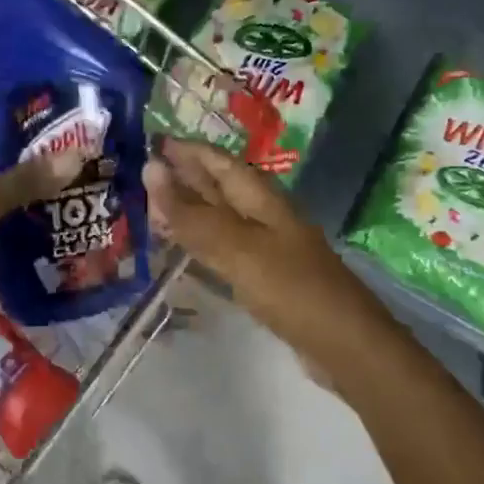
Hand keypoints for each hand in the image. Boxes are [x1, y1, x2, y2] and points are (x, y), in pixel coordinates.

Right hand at [141, 137, 378, 359]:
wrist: (343, 343)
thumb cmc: (290, 286)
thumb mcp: (235, 246)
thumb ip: (191, 213)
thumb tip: (149, 168)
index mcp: (261, 197)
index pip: (217, 160)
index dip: (185, 150)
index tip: (149, 141)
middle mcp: (264, 214)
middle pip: (219, 187)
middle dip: (184, 177)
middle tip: (140, 176)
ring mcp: (267, 245)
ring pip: (220, 218)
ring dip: (190, 211)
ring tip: (152, 210)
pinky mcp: (266, 276)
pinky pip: (225, 248)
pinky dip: (201, 243)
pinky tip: (185, 250)